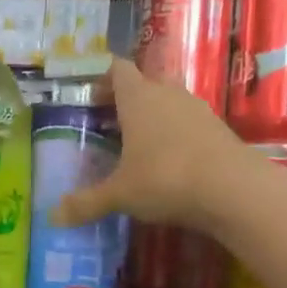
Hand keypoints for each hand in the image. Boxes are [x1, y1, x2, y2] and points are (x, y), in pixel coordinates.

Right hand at [54, 58, 242, 229]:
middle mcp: (167, 94)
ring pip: (168, 101)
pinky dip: (173, 134)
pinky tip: (166, 160)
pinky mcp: (218, 129)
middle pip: (143, 82)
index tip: (88, 90)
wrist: (234, 190)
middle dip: (124, 97)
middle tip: (105, 119)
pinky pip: (187, 123)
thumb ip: (87, 203)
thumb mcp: (120, 194)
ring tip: (134, 141)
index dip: (102, 76)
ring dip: (151, 115)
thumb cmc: (166, 178)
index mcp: (138, 98)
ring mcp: (197, 110)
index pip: (117, 69)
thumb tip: (52, 217)